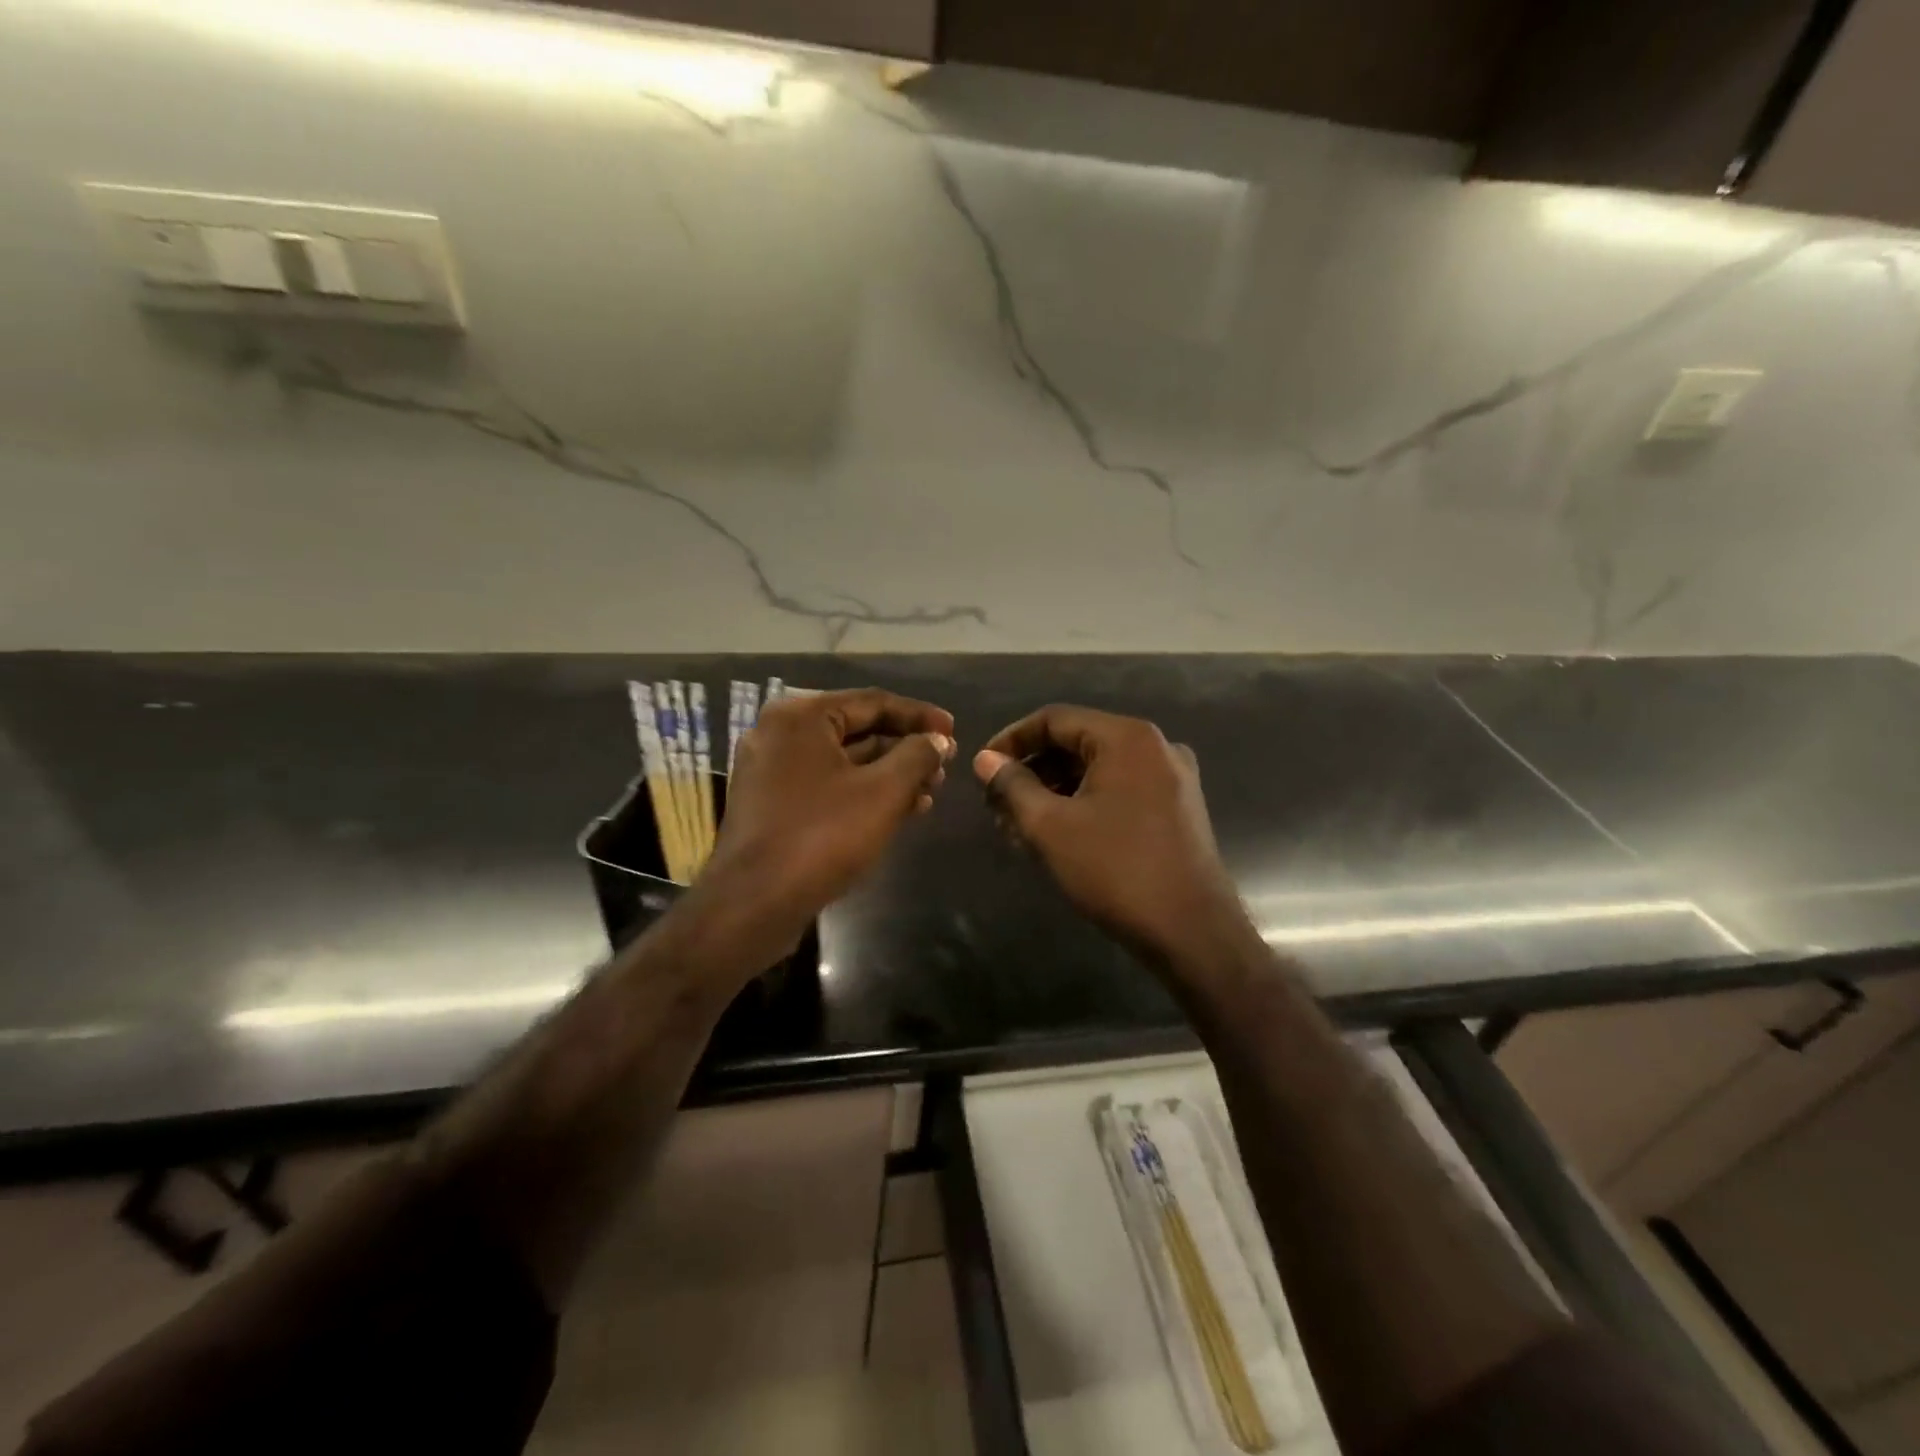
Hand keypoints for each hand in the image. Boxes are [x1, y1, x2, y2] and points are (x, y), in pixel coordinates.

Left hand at [698, 688, 954, 957]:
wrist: (753, 904)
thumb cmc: (822, 836)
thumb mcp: (883, 792)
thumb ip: (917, 757)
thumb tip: (937, 740)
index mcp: (801, 717)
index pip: (873, 702)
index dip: (920, 716)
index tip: (954, 730)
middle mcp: (780, 734)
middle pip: (857, 730)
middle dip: (905, 749)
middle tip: (944, 766)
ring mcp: (771, 771)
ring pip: (843, 762)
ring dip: (889, 774)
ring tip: (930, 792)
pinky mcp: (771, 805)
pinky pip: (826, 786)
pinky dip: (862, 793)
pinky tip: (899, 811)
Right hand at [974, 705, 1246, 963]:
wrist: (1192, 933)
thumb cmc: (1116, 870)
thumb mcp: (1051, 826)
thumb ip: (1012, 786)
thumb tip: (985, 760)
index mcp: (1127, 737)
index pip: (1054, 720)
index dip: (1011, 740)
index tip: (982, 770)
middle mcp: (1155, 746)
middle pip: (1077, 743)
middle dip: (1032, 771)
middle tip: (998, 805)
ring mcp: (1172, 778)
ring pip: (1097, 770)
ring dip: (1054, 791)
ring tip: (1020, 827)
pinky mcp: (1177, 808)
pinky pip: (1119, 791)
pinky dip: (1084, 804)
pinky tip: (1058, 835)